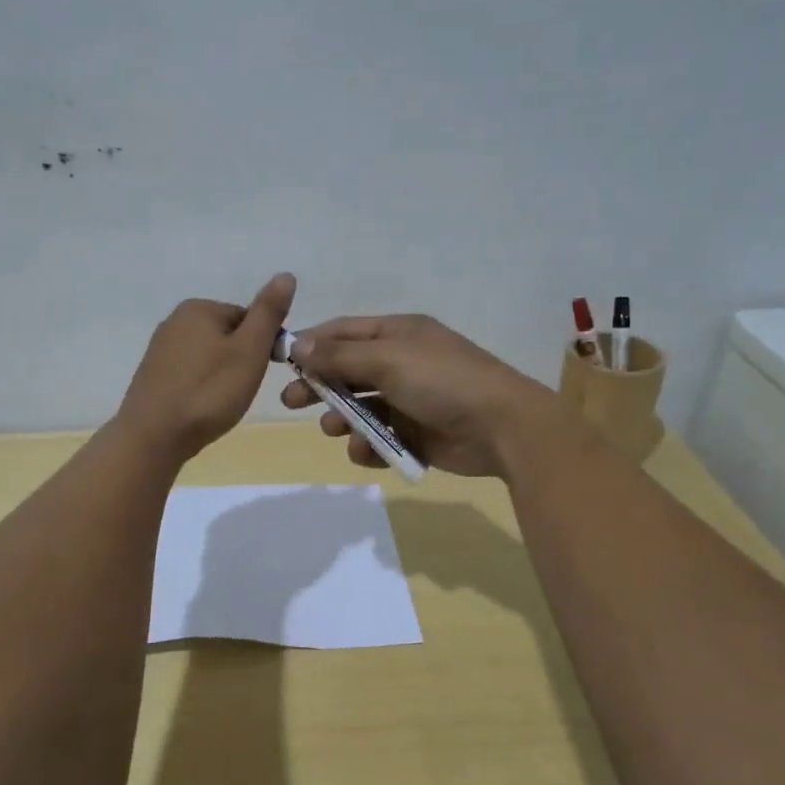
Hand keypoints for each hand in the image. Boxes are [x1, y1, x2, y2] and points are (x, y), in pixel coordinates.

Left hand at [116, 273, 295, 460]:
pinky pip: (189, 375)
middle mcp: (174, 321)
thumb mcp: (249, 350)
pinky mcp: (152, 376)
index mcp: (198, 308)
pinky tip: (202, 408)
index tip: (261, 372)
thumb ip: (268, 313)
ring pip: (208, 357)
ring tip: (221, 403)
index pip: (248, 318)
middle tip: (240, 390)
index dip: (262, 346)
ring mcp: (159, 349)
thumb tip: (286, 275)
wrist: (154, 437)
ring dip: (221, 377)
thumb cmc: (209, 392)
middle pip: (227, 336)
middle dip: (240, 361)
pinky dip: (201, 388)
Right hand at [279, 314, 563, 477]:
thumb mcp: (388, 360)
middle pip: (348, 371)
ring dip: (343, 418)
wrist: (502, 427)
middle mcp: (402, 363)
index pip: (344, 332)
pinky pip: (381, 438)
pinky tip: (367, 451)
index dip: (312, 344)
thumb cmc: (443, 381)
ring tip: (334, 429)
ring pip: (362, 408)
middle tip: (291, 403)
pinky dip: (370, 445)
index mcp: (398, 334)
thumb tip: (298, 346)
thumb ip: (340, 356)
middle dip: (320, 386)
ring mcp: (411, 400)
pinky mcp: (418, 435)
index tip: (282, 362)